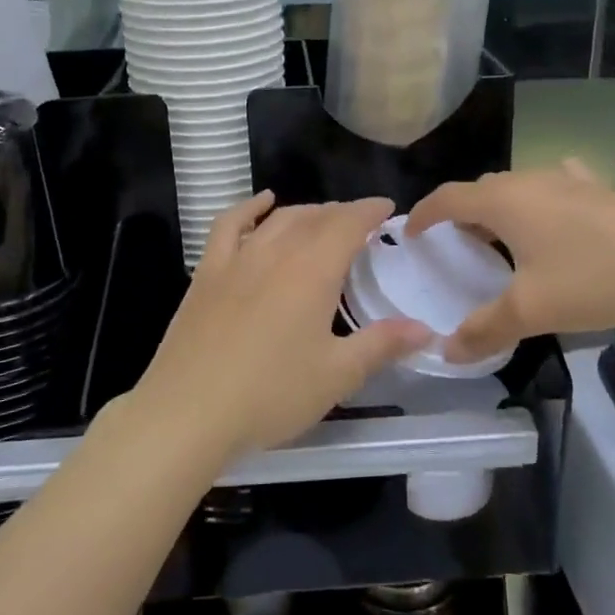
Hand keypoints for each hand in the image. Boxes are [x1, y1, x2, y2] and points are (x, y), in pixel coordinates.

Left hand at [135, 192, 431, 460]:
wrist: (188, 411)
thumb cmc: (270, 394)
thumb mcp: (337, 375)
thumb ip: (381, 345)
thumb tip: (425, 329)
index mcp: (312, 271)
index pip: (348, 225)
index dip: (370, 211)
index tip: (387, 208)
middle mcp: (276, 252)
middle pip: (314, 217)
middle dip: (342, 213)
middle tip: (360, 223)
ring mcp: (236, 259)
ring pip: (278, 219)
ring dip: (305, 212)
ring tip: (322, 219)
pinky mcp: (207, 273)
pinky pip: (229, 225)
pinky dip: (249, 208)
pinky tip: (262, 204)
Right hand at [406, 160, 614, 362]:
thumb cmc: (595, 277)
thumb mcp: (532, 311)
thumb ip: (484, 329)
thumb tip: (446, 350)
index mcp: (504, 202)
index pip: (448, 197)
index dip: (424, 213)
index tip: (410, 233)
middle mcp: (531, 182)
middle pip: (482, 188)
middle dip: (461, 212)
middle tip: (456, 245)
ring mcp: (570, 181)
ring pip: (519, 187)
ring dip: (500, 208)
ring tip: (502, 238)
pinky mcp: (602, 190)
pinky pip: (557, 187)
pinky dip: (541, 201)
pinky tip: (557, 215)